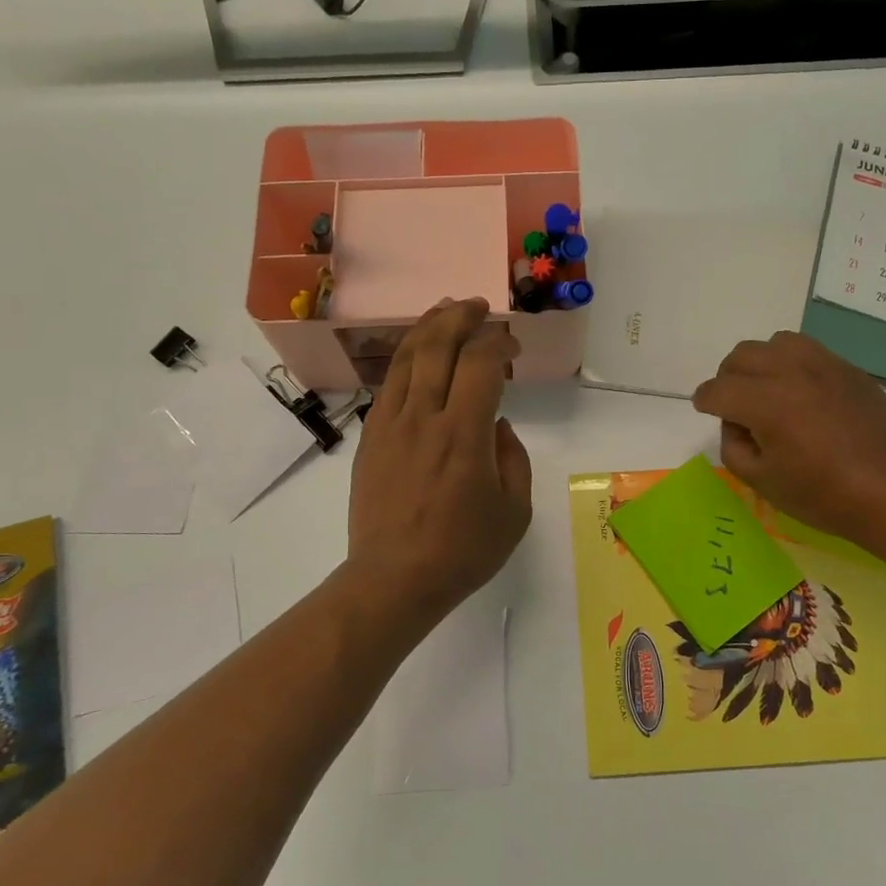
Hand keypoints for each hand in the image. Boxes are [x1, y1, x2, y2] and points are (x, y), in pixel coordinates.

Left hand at [344, 299, 532, 637]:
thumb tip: (497, 426)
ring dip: (428, 327)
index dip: (498, 342)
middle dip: (461, 317)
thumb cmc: (462, 551)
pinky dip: (406, 359)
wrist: (393, 579)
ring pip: (407, 358)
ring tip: (445, 312)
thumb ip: (513, 459)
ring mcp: (390, 424)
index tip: (512, 343)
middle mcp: (424, 417)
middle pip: (438, 345)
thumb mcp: (514, 511)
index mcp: (464, 434)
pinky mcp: (370, 437)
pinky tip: (417, 355)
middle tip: (479, 306)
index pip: (481, 363)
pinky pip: (388, 384)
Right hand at [692, 331, 885, 553]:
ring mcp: (825, 366)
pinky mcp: (849, 370)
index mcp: (766, 402)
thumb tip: (735, 424)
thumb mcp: (764, 483)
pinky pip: (808, 350)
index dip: (704, 401)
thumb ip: (734, 447)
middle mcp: (792, 372)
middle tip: (734, 406)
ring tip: (768, 391)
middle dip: (728, 379)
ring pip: (775, 342)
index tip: (704, 409)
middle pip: (742, 356)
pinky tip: (801, 394)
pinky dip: (792, 364)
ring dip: (761, 363)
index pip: (718, 390)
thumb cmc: (826, 497)